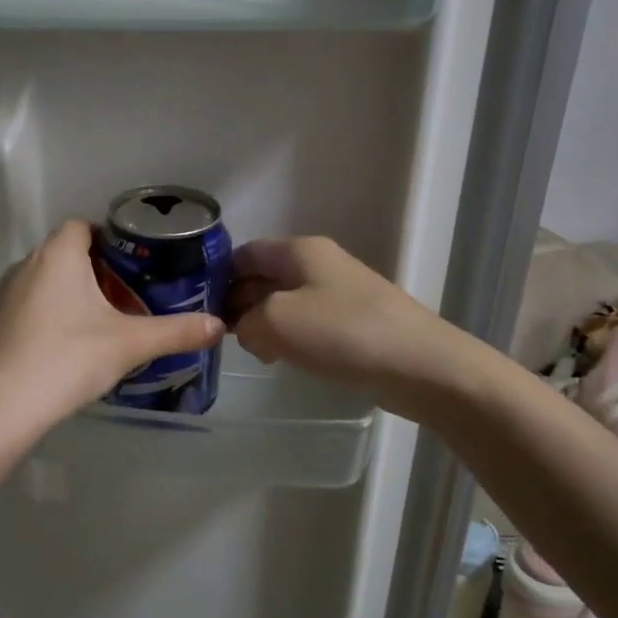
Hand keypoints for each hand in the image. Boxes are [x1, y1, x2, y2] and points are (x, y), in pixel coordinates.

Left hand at [0, 219, 224, 441]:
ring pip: (43, 283)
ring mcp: (2, 296)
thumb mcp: (129, 345)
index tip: (133, 264)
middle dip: (94, 271)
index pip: (82, 226)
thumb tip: (219, 326)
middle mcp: (25, 266)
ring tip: (98, 326)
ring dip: (68, 295)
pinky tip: (63, 350)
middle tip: (125, 299)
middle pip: (64, 254)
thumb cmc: (68, 359)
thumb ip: (176, 332)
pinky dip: (46, 319)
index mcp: (58, 256)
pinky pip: (26, 309)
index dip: (108, 238)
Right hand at [227, 236, 452, 409]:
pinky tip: (283, 360)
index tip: (196, 306)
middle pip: (263, 276)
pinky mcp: (353, 323)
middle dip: (238, 303)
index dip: (217, 276)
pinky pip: (307, 324)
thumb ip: (245, 321)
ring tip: (251, 352)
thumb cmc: (343, 333)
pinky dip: (289, 338)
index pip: (244, 252)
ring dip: (263, 324)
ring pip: (284, 302)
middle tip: (217, 336)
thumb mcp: (276, 322)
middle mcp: (318, 264)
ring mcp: (338, 293)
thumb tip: (245, 329)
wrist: (420, 366)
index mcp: (300, 251)